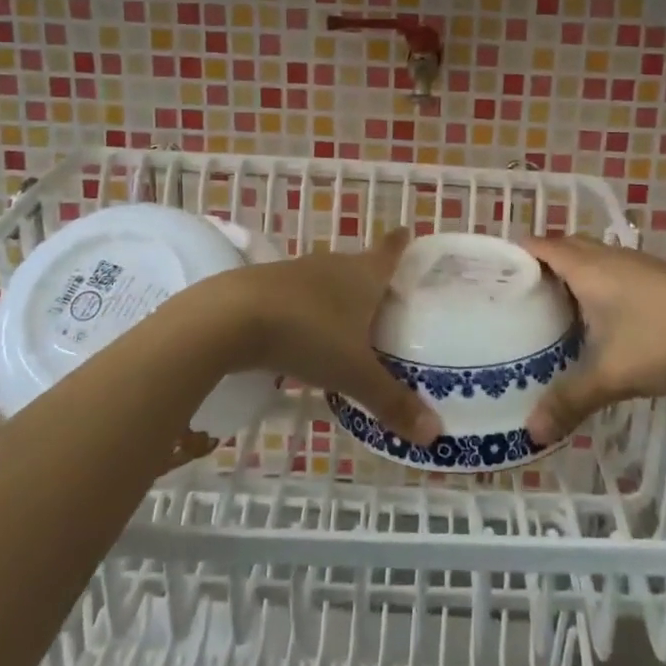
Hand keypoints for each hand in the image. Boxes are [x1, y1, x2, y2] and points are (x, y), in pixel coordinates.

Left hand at [209, 230, 441, 447]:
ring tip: (348, 322)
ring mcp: (295, 272)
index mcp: (363, 275)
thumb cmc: (308, 334)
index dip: (400, 243)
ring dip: (337, 297)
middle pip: (359, 266)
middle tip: (386, 301)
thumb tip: (435, 434)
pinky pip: (297, 296)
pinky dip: (306, 311)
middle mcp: (332, 265)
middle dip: (372, 280)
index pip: (389, 251)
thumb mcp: (353, 374)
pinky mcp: (264, 286)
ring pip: (326, 281)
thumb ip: (391, 401)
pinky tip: (303, 334)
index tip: (408, 231)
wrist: (230, 317)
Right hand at [520, 237, 665, 444]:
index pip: (540, 245)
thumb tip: (530, 432)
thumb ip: (570, 400)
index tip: (493, 277)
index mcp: (588, 268)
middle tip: (520, 300)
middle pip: (566, 247)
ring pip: (593, 260)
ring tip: (554, 313)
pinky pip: (615, 273)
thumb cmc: (665, 339)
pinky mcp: (661, 279)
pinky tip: (603, 323)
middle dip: (542, 266)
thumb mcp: (612, 375)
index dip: (515, 255)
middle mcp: (609, 257)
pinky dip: (598, 288)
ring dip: (573, 277)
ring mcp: (638, 265)